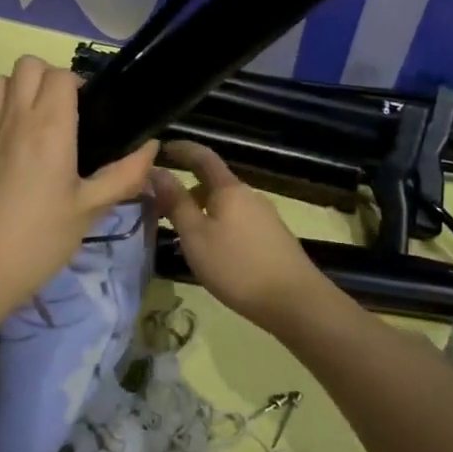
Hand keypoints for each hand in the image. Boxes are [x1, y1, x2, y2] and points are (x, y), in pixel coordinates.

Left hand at [0, 56, 157, 313]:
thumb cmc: (42, 238)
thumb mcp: (91, 209)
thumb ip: (124, 175)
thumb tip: (151, 148)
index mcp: (50, 127)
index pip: (60, 75)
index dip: (78, 84)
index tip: (91, 111)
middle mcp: (17, 118)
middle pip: (27, 65)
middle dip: (49, 77)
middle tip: (67, 111)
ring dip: (19, 89)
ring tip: (39, 120)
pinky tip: (10, 140)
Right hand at [149, 141, 329, 328]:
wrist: (295, 302)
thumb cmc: (237, 266)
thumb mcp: (196, 236)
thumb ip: (176, 202)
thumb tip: (157, 171)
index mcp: (229, 189)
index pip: (202, 156)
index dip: (182, 149)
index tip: (161, 149)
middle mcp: (249, 195)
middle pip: (214, 183)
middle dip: (188, 190)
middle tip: (163, 207)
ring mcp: (265, 217)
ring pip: (226, 205)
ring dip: (203, 211)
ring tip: (185, 235)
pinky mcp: (273, 238)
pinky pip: (238, 222)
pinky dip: (219, 226)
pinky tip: (214, 253)